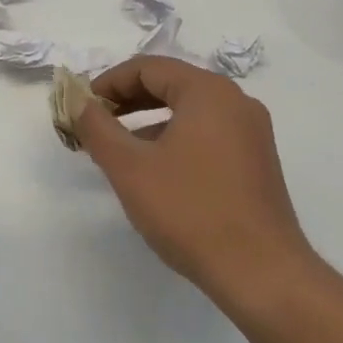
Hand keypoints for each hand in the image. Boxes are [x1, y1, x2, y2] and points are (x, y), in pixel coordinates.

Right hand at [78, 57, 316, 308]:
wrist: (262, 275)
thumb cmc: (190, 211)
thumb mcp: (130, 168)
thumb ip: (97, 128)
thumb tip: (79, 103)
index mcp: (208, 91)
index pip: (148, 67)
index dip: (109, 82)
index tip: (83, 106)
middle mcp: (235, 101)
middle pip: (171, 84)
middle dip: (128, 101)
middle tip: (96, 124)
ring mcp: (251, 132)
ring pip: (189, 110)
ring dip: (150, 121)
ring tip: (120, 150)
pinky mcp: (257, 161)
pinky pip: (208, 133)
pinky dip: (176, 139)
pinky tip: (157, 171)